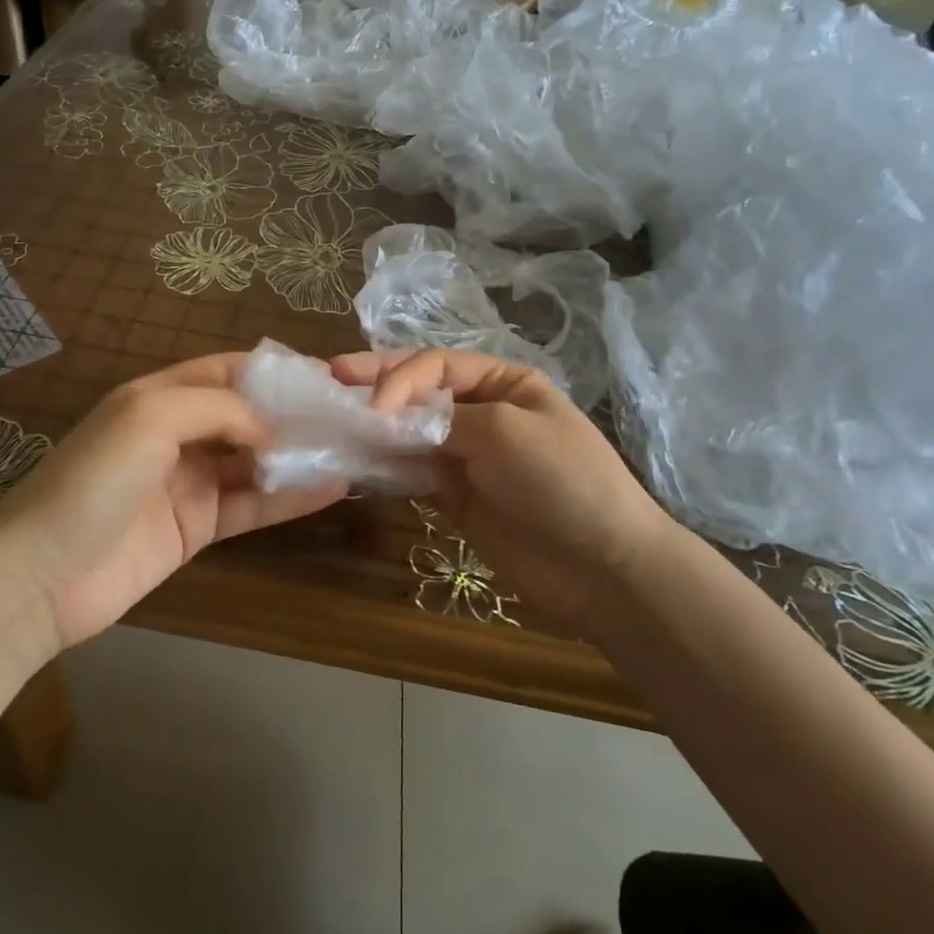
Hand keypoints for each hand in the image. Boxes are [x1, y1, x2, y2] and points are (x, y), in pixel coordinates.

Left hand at [0, 355, 345, 651]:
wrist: (40, 577)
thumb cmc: (93, 480)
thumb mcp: (150, 417)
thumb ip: (218, 407)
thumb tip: (271, 426)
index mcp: (160, 396)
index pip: (228, 371)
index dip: (274, 372)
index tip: (324, 377)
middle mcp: (177, 434)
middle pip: (246, 416)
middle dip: (293, 414)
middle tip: (348, 416)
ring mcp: (187, 483)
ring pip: (254, 461)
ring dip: (297, 455)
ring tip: (350, 449)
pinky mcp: (196, 528)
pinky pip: (251, 506)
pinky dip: (289, 498)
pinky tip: (330, 489)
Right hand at [333, 348, 680, 636]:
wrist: (605, 567)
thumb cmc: (563, 480)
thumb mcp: (507, 430)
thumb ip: (443, 417)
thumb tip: (387, 417)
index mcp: (503, 382)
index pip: (436, 365)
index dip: (398, 377)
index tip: (372, 407)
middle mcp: (481, 413)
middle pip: (417, 393)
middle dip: (374, 385)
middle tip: (328, 378)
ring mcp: (466, 457)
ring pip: (408, 433)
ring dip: (373, 427)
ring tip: (330, 422)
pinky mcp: (454, 498)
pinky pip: (411, 473)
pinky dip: (384, 466)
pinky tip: (354, 462)